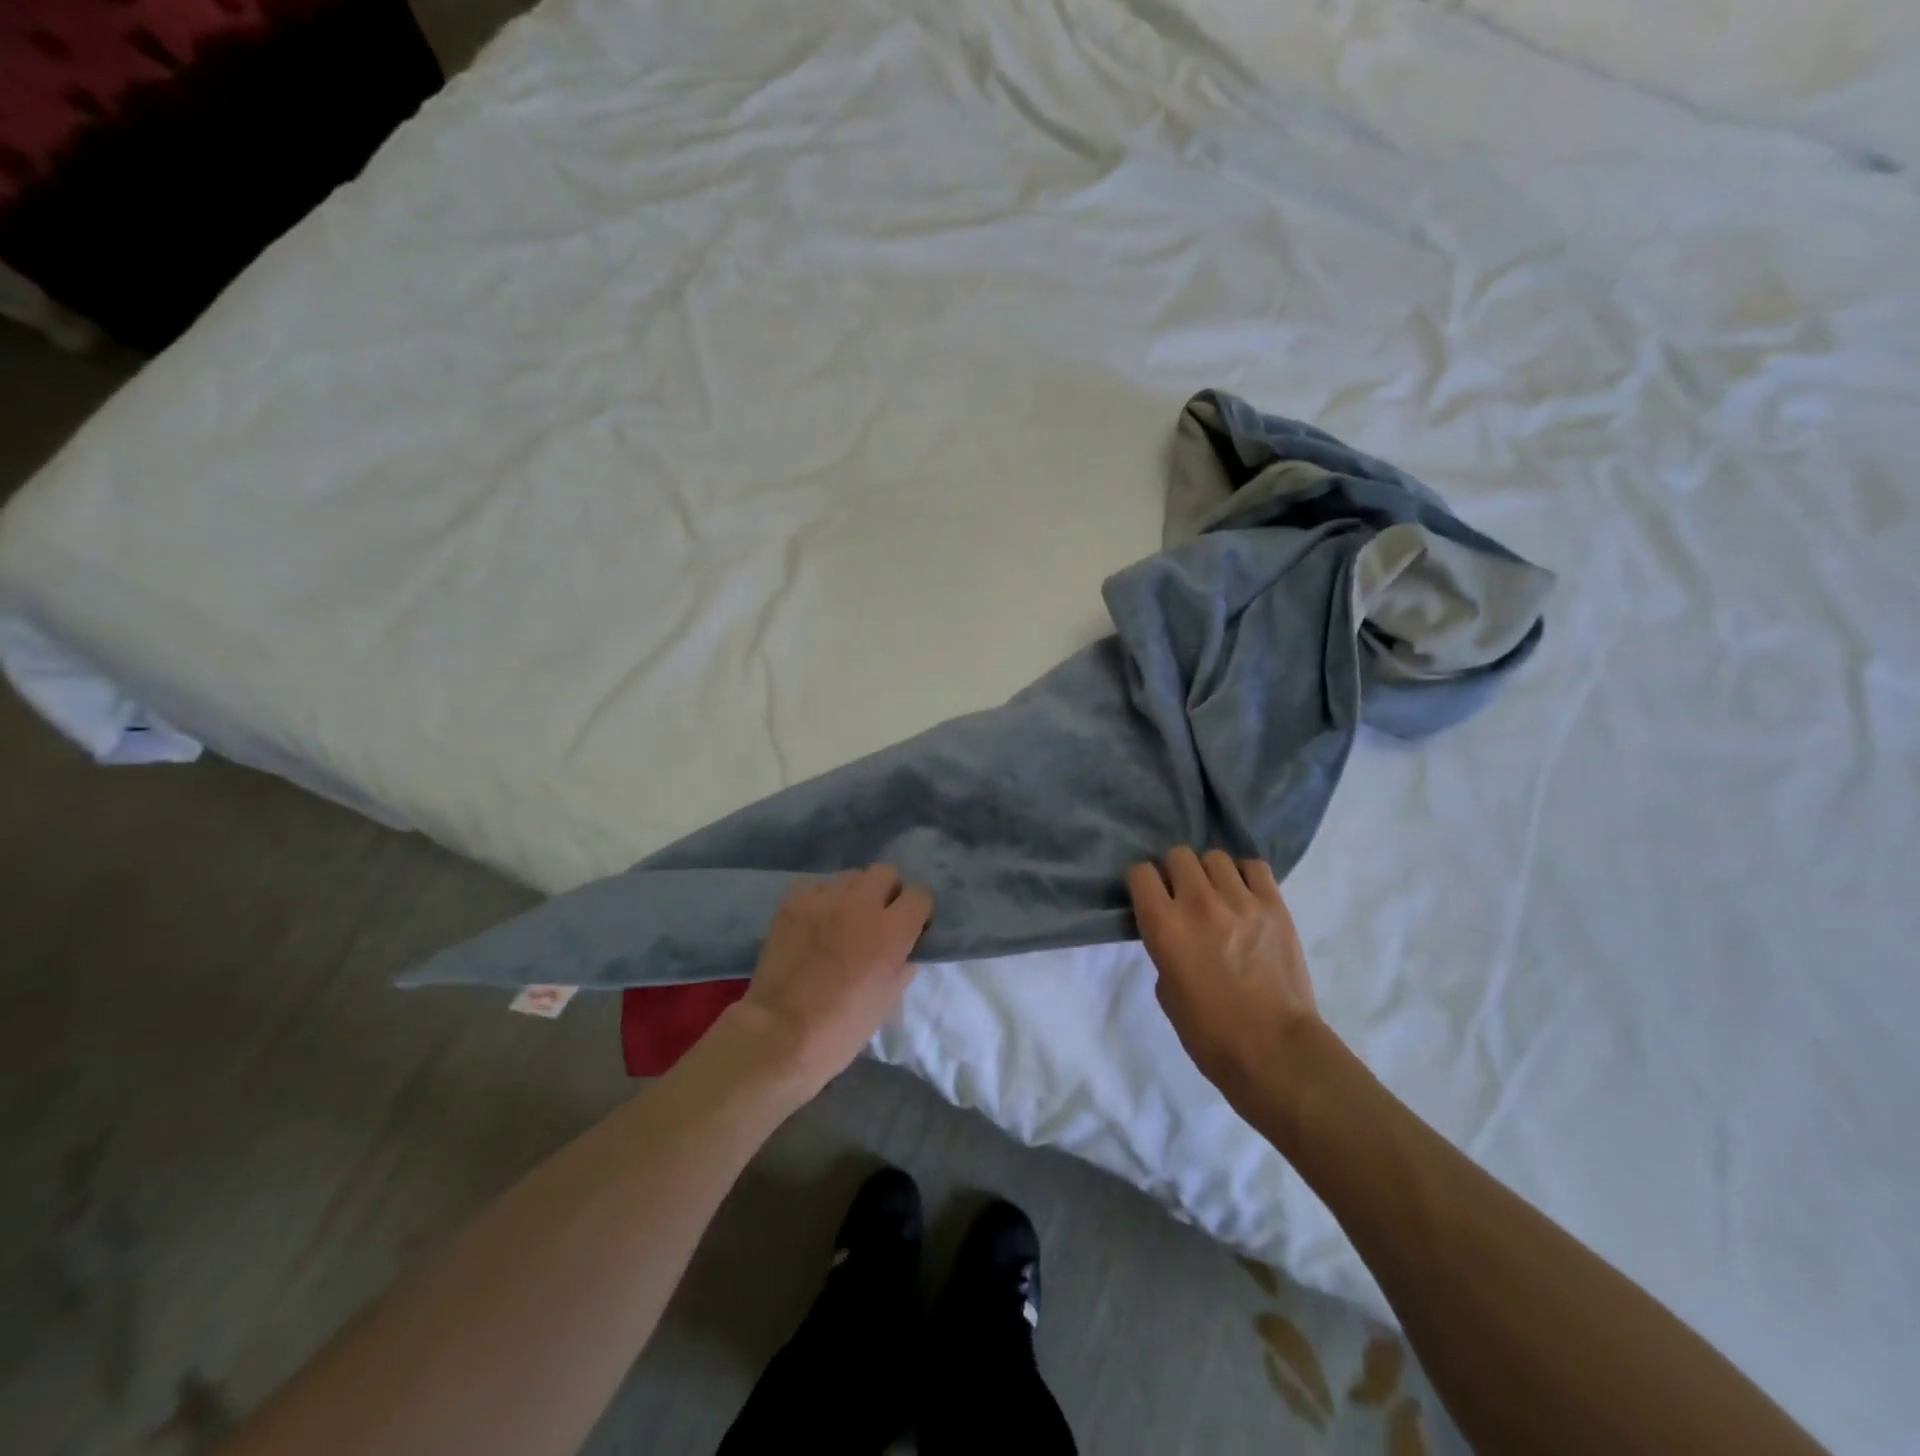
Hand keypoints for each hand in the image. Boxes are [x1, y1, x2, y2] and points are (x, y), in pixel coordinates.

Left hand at [733, 866, 932, 1094]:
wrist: (779, 1034)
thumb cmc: (842, 1027)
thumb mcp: (889, 1000)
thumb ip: (903, 963)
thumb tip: (905, 948)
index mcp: (892, 930)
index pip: (919, 894)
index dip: (917, 911)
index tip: (910, 928)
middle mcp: (862, 904)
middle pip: (886, 873)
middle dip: (887, 893)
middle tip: (877, 921)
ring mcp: (824, 898)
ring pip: (851, 877)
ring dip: (854, 895)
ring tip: (842, 921)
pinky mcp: (794, 901)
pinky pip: (817, 887)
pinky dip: (821, 901)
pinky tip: (814, 925)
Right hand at [1127, 848, 1320, 1099]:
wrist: (1274, 1052)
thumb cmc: (1210, 1034)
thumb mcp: (1166, 990)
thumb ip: (1165, 949)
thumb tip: (1176, 932)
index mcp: (1164, 926)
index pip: (1141, 873)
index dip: (1142, 883)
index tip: (1149, 897)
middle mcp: (1198, 904)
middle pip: (1178, 855)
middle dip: (1175, 872)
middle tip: (1182, 896)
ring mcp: (1240, 901)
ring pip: (1215, 857)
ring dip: (1210, 874)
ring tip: (1217, 896)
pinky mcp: (1274, 906)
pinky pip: (1254, 867)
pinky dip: (1244, 876)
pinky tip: (1245, 896)